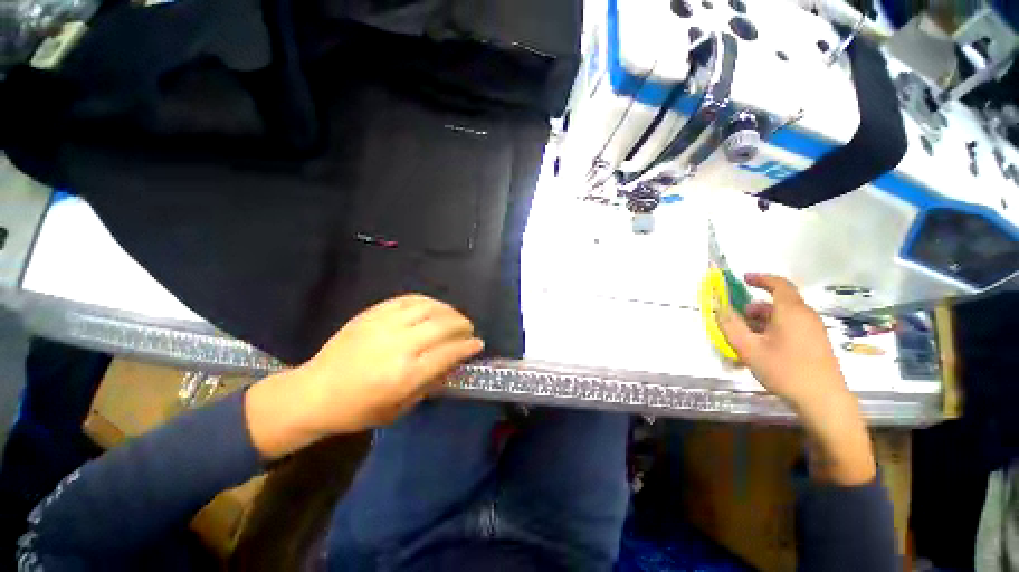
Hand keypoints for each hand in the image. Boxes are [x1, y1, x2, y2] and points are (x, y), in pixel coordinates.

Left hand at [245, 295, 484, 458]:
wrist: (314, 392)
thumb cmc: (358, 409)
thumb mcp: (399, 409)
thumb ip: (430, 383)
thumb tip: (453, 362)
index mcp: (405, 375)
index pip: (448, 353)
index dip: (468, 346)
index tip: (478, 344)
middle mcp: (399, 345)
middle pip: (443, 326)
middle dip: (463, 325)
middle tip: (468, 329)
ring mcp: (385, 325)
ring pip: (429, 308)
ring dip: (449, 310)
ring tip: (455, 317)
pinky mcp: (373, 313)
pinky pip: (408, 299)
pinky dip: (428, 301)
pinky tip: (433, 307)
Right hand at [716, 273, 843, 409]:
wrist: (823, 400)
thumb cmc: (784, 369)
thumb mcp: (748, 348)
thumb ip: (730, 325)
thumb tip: (719, 308)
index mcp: (791, 311)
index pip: (778, 284)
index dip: (761, 278)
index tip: (743, 279)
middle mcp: (805, 316)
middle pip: (779, 302)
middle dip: (755, 307)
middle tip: (737, 318)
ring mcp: (813, 330)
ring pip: (784, 317)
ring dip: (762, 321)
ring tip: (746, 338)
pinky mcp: (816, 343)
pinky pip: (791, 328)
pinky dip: (773, 330)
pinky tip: (762, 349)